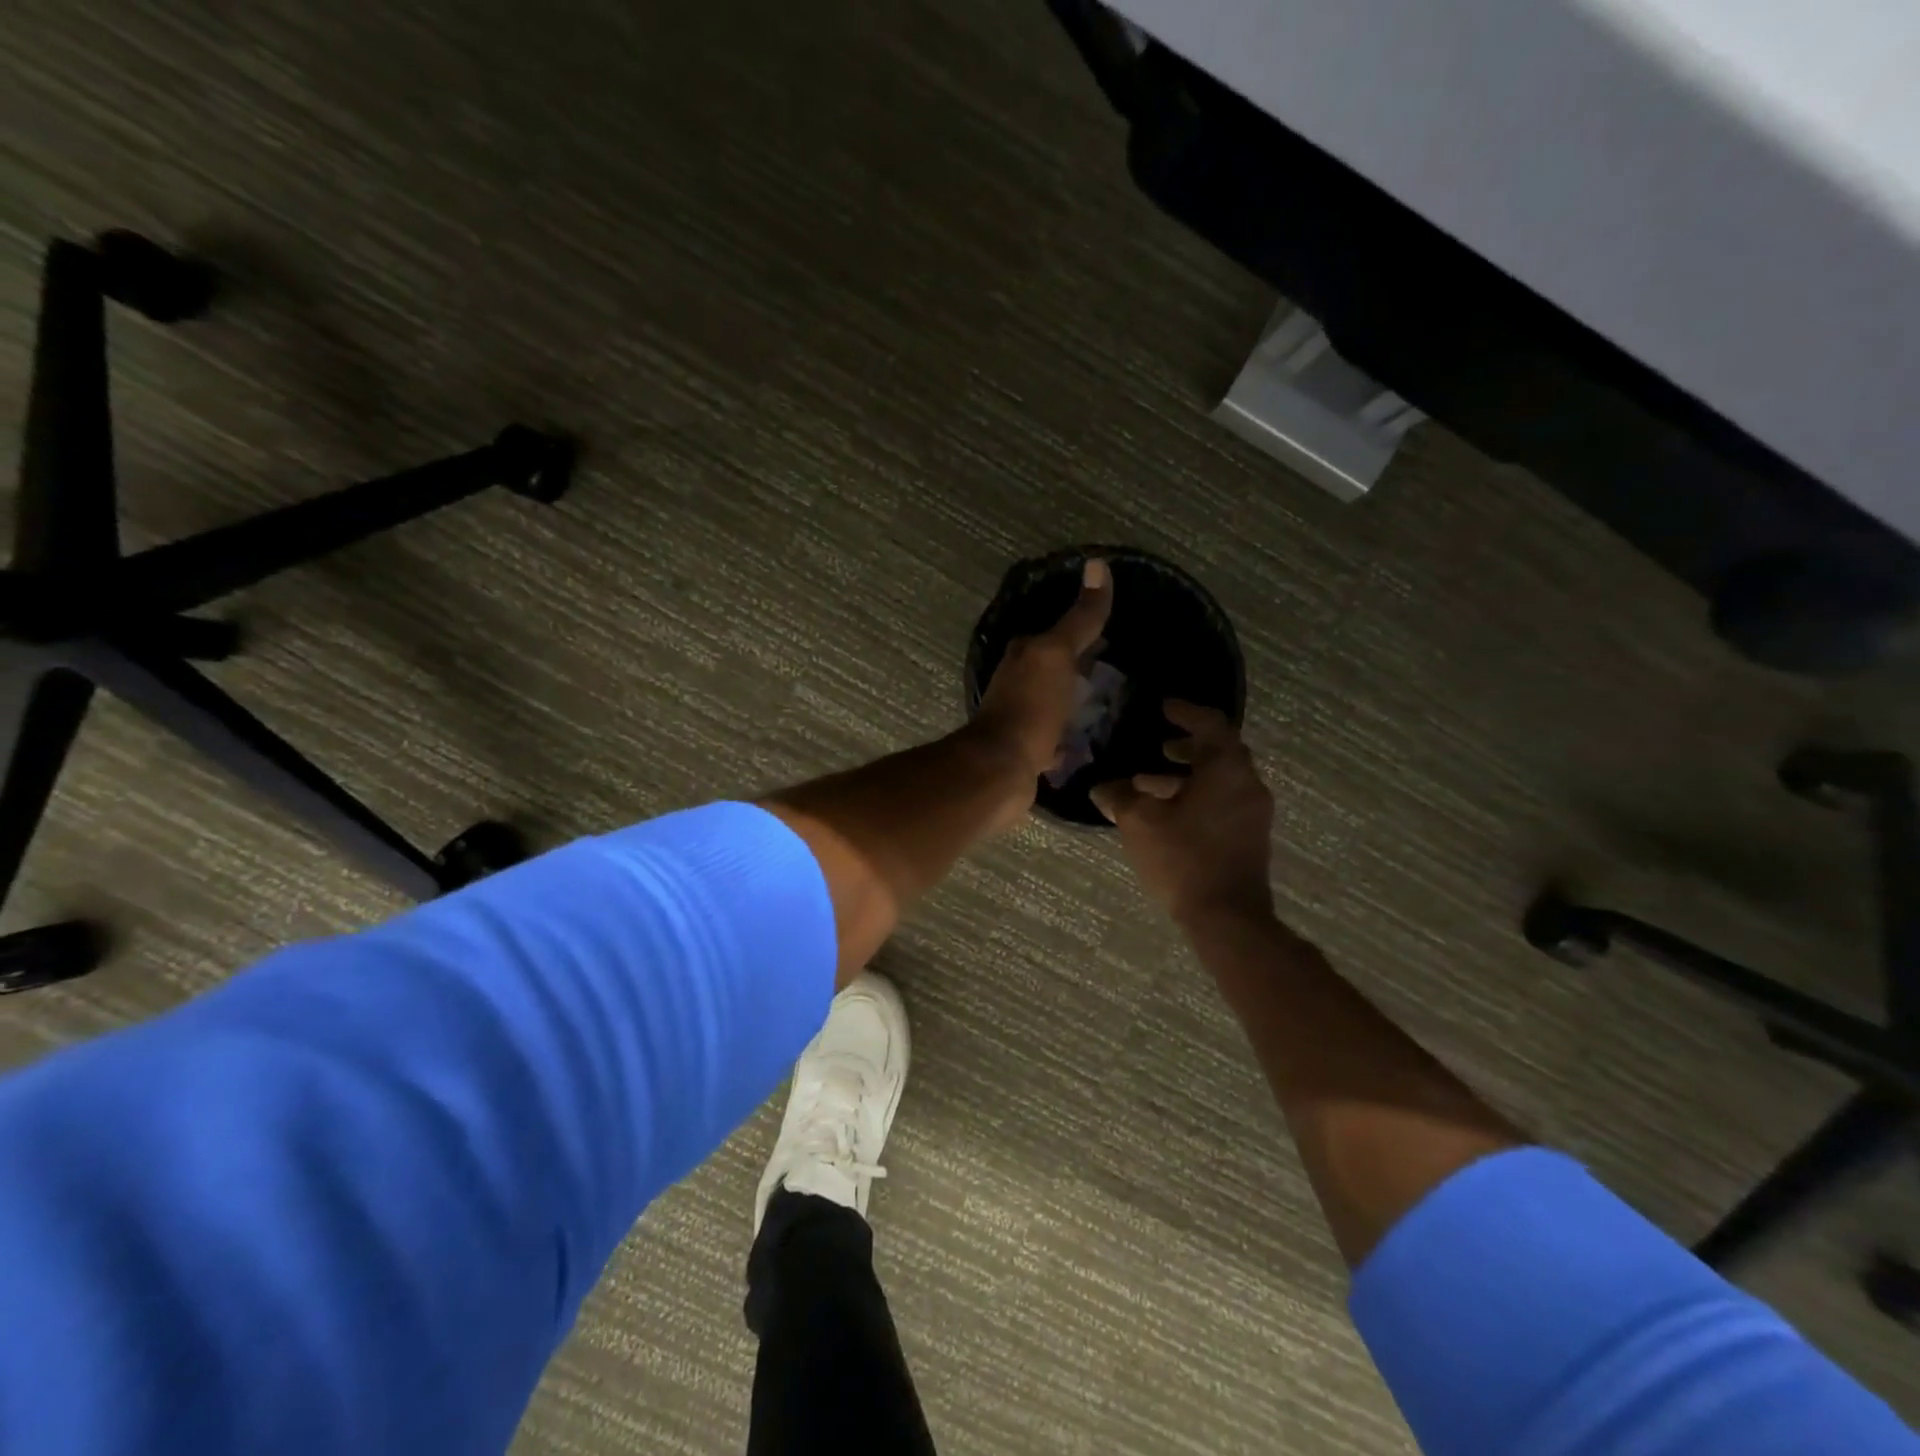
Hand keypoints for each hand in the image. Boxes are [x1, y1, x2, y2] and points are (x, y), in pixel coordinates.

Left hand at [971, 558, 1113, 783]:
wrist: (1002, 768)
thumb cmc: (1030, 705)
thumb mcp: (1057, 654)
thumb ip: (1080, 618)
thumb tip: (1098, 564)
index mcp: (1024, 655)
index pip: (1057, 634)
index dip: (1084, 631)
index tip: (1115, 635)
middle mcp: (1018, 682)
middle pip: (1056, 668)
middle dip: (1082, 667)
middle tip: (1119, 671)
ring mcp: (1022, 718)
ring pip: (1055, 702)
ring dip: (1076, 702)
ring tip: (1111, 706)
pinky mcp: (1028, 751)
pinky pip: (1055, 739)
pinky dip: (1069, 739)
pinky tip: (1088, 743)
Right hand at [1090, 701, 1275, 926]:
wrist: (1228, 916)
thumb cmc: (1184, 859)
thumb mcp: (1140, 822)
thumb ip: (1119, 797)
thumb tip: (1101, 787)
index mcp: (1226, 769)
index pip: (1211, 724)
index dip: (1185, 711)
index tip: (1163, 707)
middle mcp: (1248, 783)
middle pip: (1220, 750)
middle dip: (1188, 744)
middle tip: (1159, 744)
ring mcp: (1254, 811)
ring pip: (1222, 778)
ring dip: (1189, 773)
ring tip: (1152, 782)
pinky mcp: (1251, 835)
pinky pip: (1225, 799)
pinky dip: (1199, 794)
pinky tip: (1169, 813)